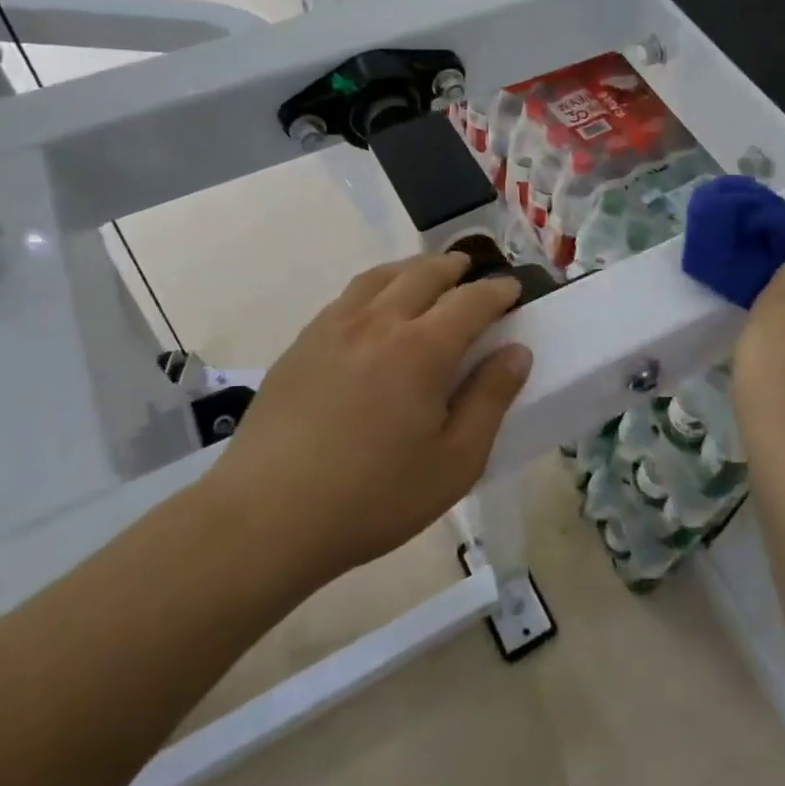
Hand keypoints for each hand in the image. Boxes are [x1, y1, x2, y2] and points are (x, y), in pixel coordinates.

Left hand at [203, 252, 531, 585]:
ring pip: (380, 277)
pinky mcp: (301, 345)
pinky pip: (347, 297)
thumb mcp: (455, 462)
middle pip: (424, 274)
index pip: (471, 301)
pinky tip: (374, 308)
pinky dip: (375, 287)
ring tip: (426, 274)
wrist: (266, 518)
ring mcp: (333, 329)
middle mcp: (378, 322)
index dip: (498, 291)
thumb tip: (517, 352)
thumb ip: (490, 400)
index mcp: (422, 349)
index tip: (513, 290)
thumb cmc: (374, 498)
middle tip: (471, 270)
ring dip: (412, 268)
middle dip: (454, 268)